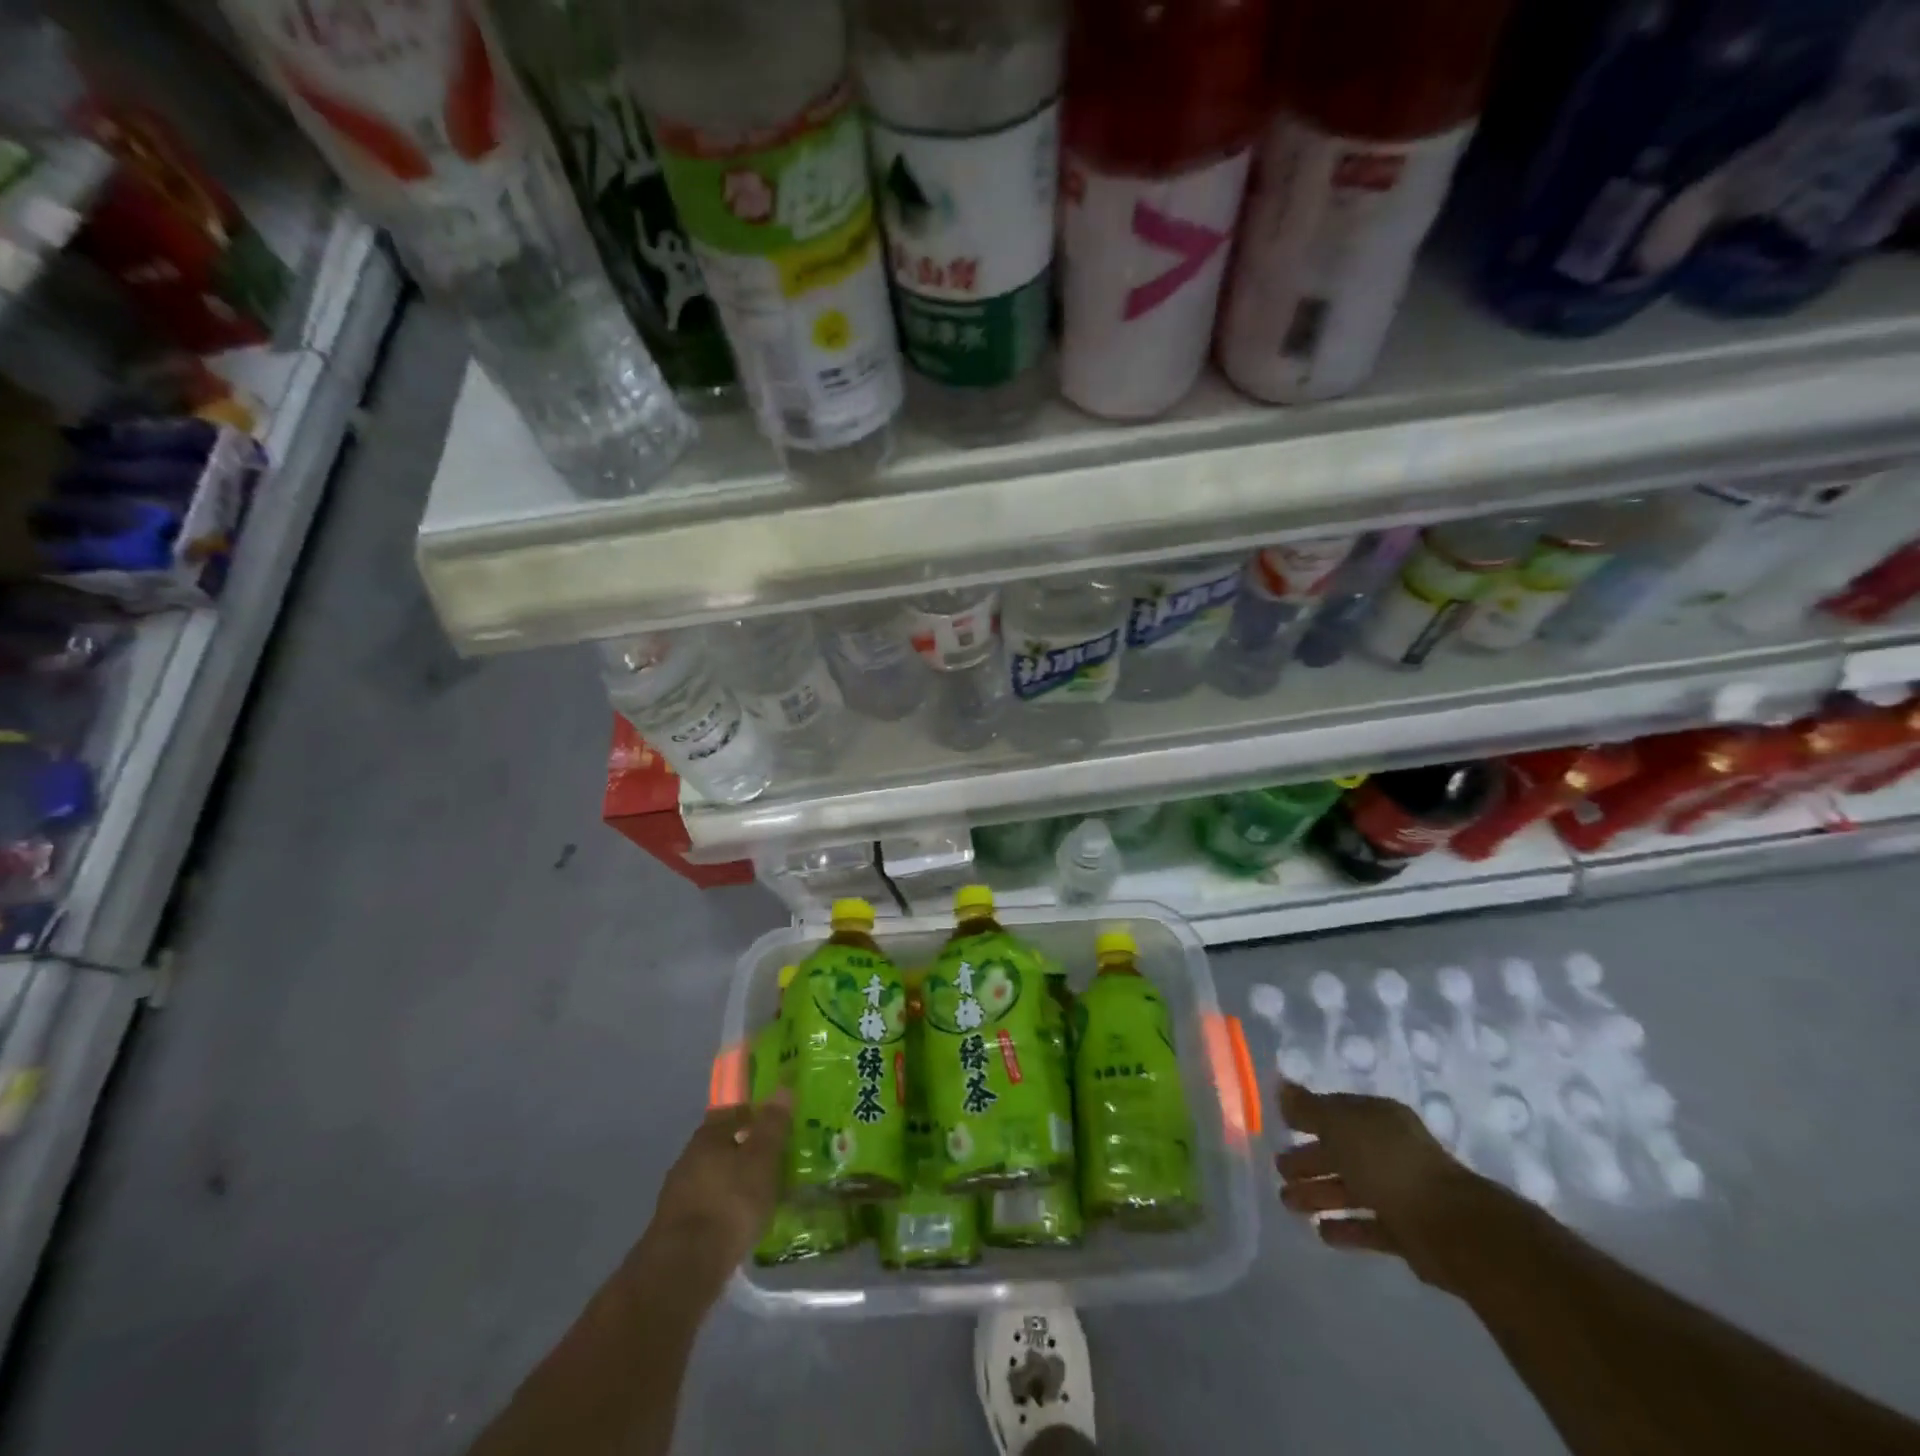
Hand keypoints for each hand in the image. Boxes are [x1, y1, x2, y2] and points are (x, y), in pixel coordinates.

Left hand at [641, 1091, 791, 1295]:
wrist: (684, 1268)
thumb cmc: (730, 1202)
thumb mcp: (761, 1159)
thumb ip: (772, 1125)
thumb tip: (782, 1088)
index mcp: (707, 1136)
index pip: (731, 1111)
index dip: (753, 1114)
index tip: (774, 1123)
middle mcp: (688, 1158)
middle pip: (720, 1144)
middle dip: (743, 1149)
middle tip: (771, 1158)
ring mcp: (678, 1194)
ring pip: (713, 1176)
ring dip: (733, 1180)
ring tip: (759, 1192)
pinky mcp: (675, 1227)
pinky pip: (707, 1205)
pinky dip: (723, 1207)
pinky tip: (738, 1221)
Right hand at [1275, 1079, 1488, 1288]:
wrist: (1451, 1227)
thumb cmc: (1388, 1163)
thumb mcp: (1340, 1125)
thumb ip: (1309, 1109)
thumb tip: (1282, 1088)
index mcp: (1378, 1119)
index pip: (1336, 1112)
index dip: (1308, 1117)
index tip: (1281, 1125)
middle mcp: (1389, 1150)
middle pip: (1341, 1152)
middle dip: (1309, 1160)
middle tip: (1279, 1170)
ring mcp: (1400, 1191)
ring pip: (1351, 1189)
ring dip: (1319, 1194)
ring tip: (1288, 1203)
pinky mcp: (1407, 1231)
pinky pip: (1368, 1225)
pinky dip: (1346, 1227)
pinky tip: (1322, 1232)